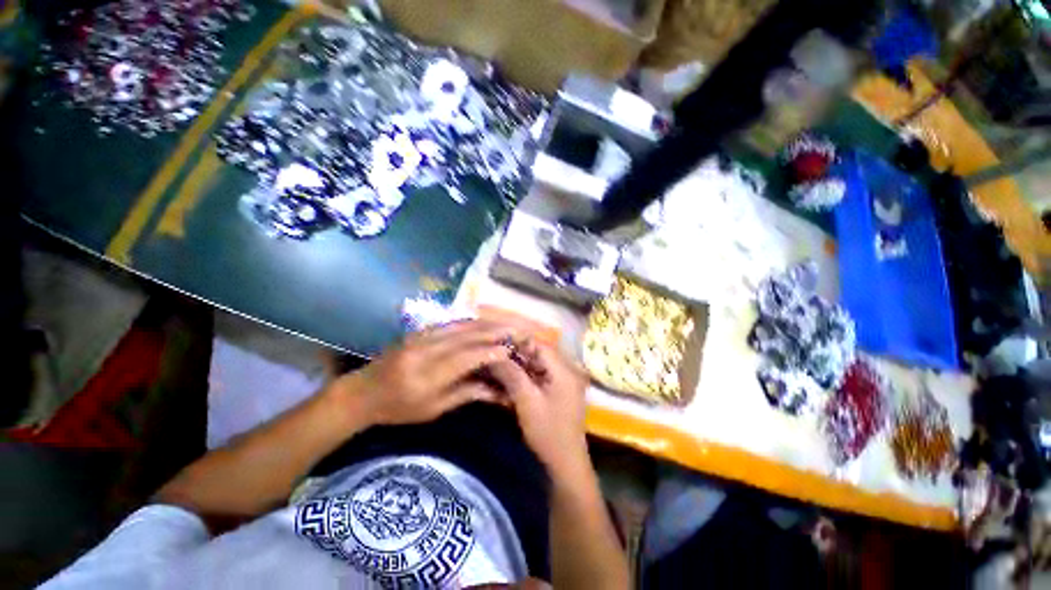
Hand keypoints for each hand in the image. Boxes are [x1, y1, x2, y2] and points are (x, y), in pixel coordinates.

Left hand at [328, 321, 516, 426]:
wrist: (362, 392)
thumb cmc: (398, 409)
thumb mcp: (432, 409)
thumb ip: (466, 394)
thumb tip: (496, 390)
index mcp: (427, 375)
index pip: (466, 357)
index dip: (490, 352)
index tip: (509, 350)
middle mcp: (425, 350)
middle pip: (466, 336)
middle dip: (493, 332)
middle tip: (514, 330)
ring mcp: (420, 336)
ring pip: (460, 325)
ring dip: (485, 324)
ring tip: (504, 324)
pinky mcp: (419, 330)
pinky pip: (450, 323)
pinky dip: (470, 323)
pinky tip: (482, 323)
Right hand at [486, 341, 590, 476]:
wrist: (565, 462)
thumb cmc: (547, 432)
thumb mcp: (527, 401)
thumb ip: (512, 374)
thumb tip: (494, 354)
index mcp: (564, 370)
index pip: (541, 344)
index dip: (519, 342)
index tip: (498, 343)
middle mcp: (568, 369)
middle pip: (540, 352)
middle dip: (517, 353)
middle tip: (496, 355)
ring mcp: (565, 379)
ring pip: (539, 363)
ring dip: (520, 364)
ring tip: (499, 365)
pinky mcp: (560, 388)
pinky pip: (542, 374)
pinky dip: (527, 374)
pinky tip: (511, 378)